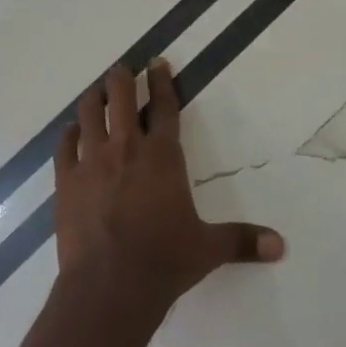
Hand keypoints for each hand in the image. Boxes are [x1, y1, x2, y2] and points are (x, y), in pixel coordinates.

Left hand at [54, 59, 284, 325]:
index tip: (157, 62)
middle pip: (119, 97)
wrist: (110, 284)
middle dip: (121, 77)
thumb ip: (242, 240)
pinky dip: (68, 134)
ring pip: (88, 113)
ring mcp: (92, 161)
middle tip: (122, 69)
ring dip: (93, 98)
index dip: (161, 81)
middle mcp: (126, 148)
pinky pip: (64, 145)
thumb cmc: (164, 261)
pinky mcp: (66, 180)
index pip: (164, 107)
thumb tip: (281, 245)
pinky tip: (71, 132)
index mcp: (162, 156)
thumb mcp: (208, 249)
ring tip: (96, 92)